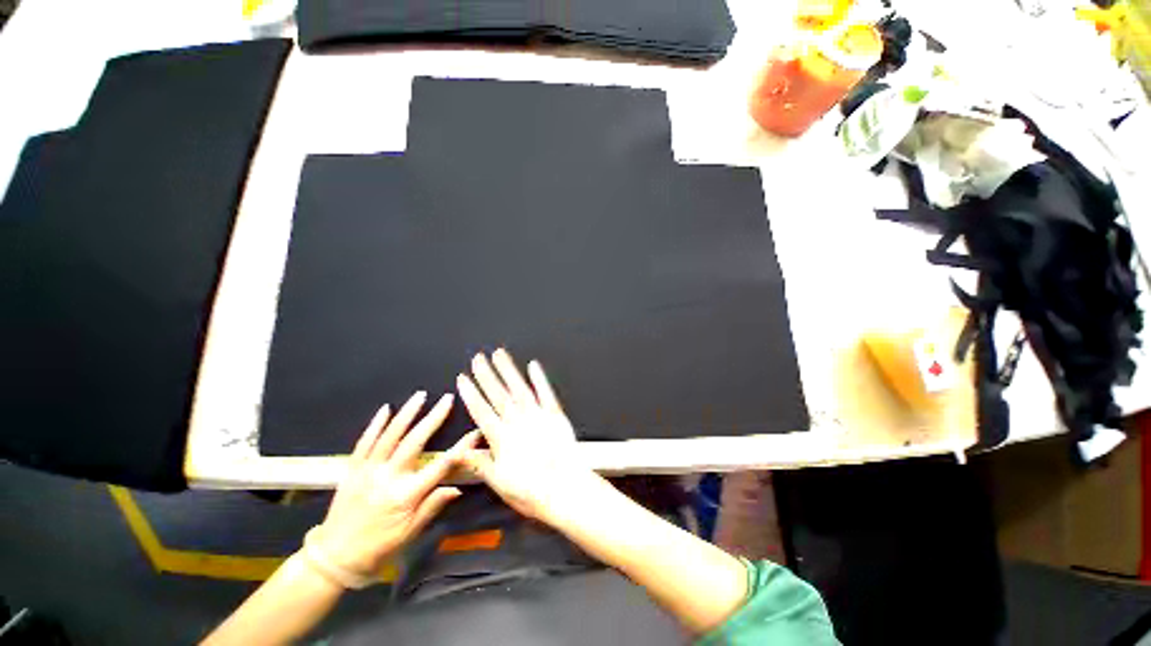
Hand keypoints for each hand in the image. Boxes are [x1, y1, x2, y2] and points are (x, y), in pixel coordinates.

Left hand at [312, 391, 478, 579]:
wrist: (334, 557)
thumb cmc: (378, 547)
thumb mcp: (410, 533)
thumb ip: (433, 506)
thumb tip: (458, 487)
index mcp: (406, 495)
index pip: (440, 466)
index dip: (461, 448)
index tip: (475, 432)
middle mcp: (388, 478)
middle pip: (415, 441)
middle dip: (433, 418)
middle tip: (447, 399)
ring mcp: (368, 471)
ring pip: (390, 436)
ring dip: (406, 413)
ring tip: (420, 395)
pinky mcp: (352, 469)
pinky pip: (364, 442)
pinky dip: (375, 424)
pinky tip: (386, 409)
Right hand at [456, 350, 600, 525]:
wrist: (566, 490)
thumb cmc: (533, 491)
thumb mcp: (500, 484)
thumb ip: (481, 463)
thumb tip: (460, 452)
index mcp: (503, 439)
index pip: (481, 411)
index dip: (471, 394)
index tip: (463, 379)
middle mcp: (518, 422)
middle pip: (498, 394)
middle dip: (486, 375)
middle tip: (477, 358)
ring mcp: (538, 416)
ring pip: (519, 388)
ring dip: (508, 370)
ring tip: (499, 354)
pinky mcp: (555, 415)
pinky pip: (546, 393)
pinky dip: (539, 378)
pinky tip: (533, 365)